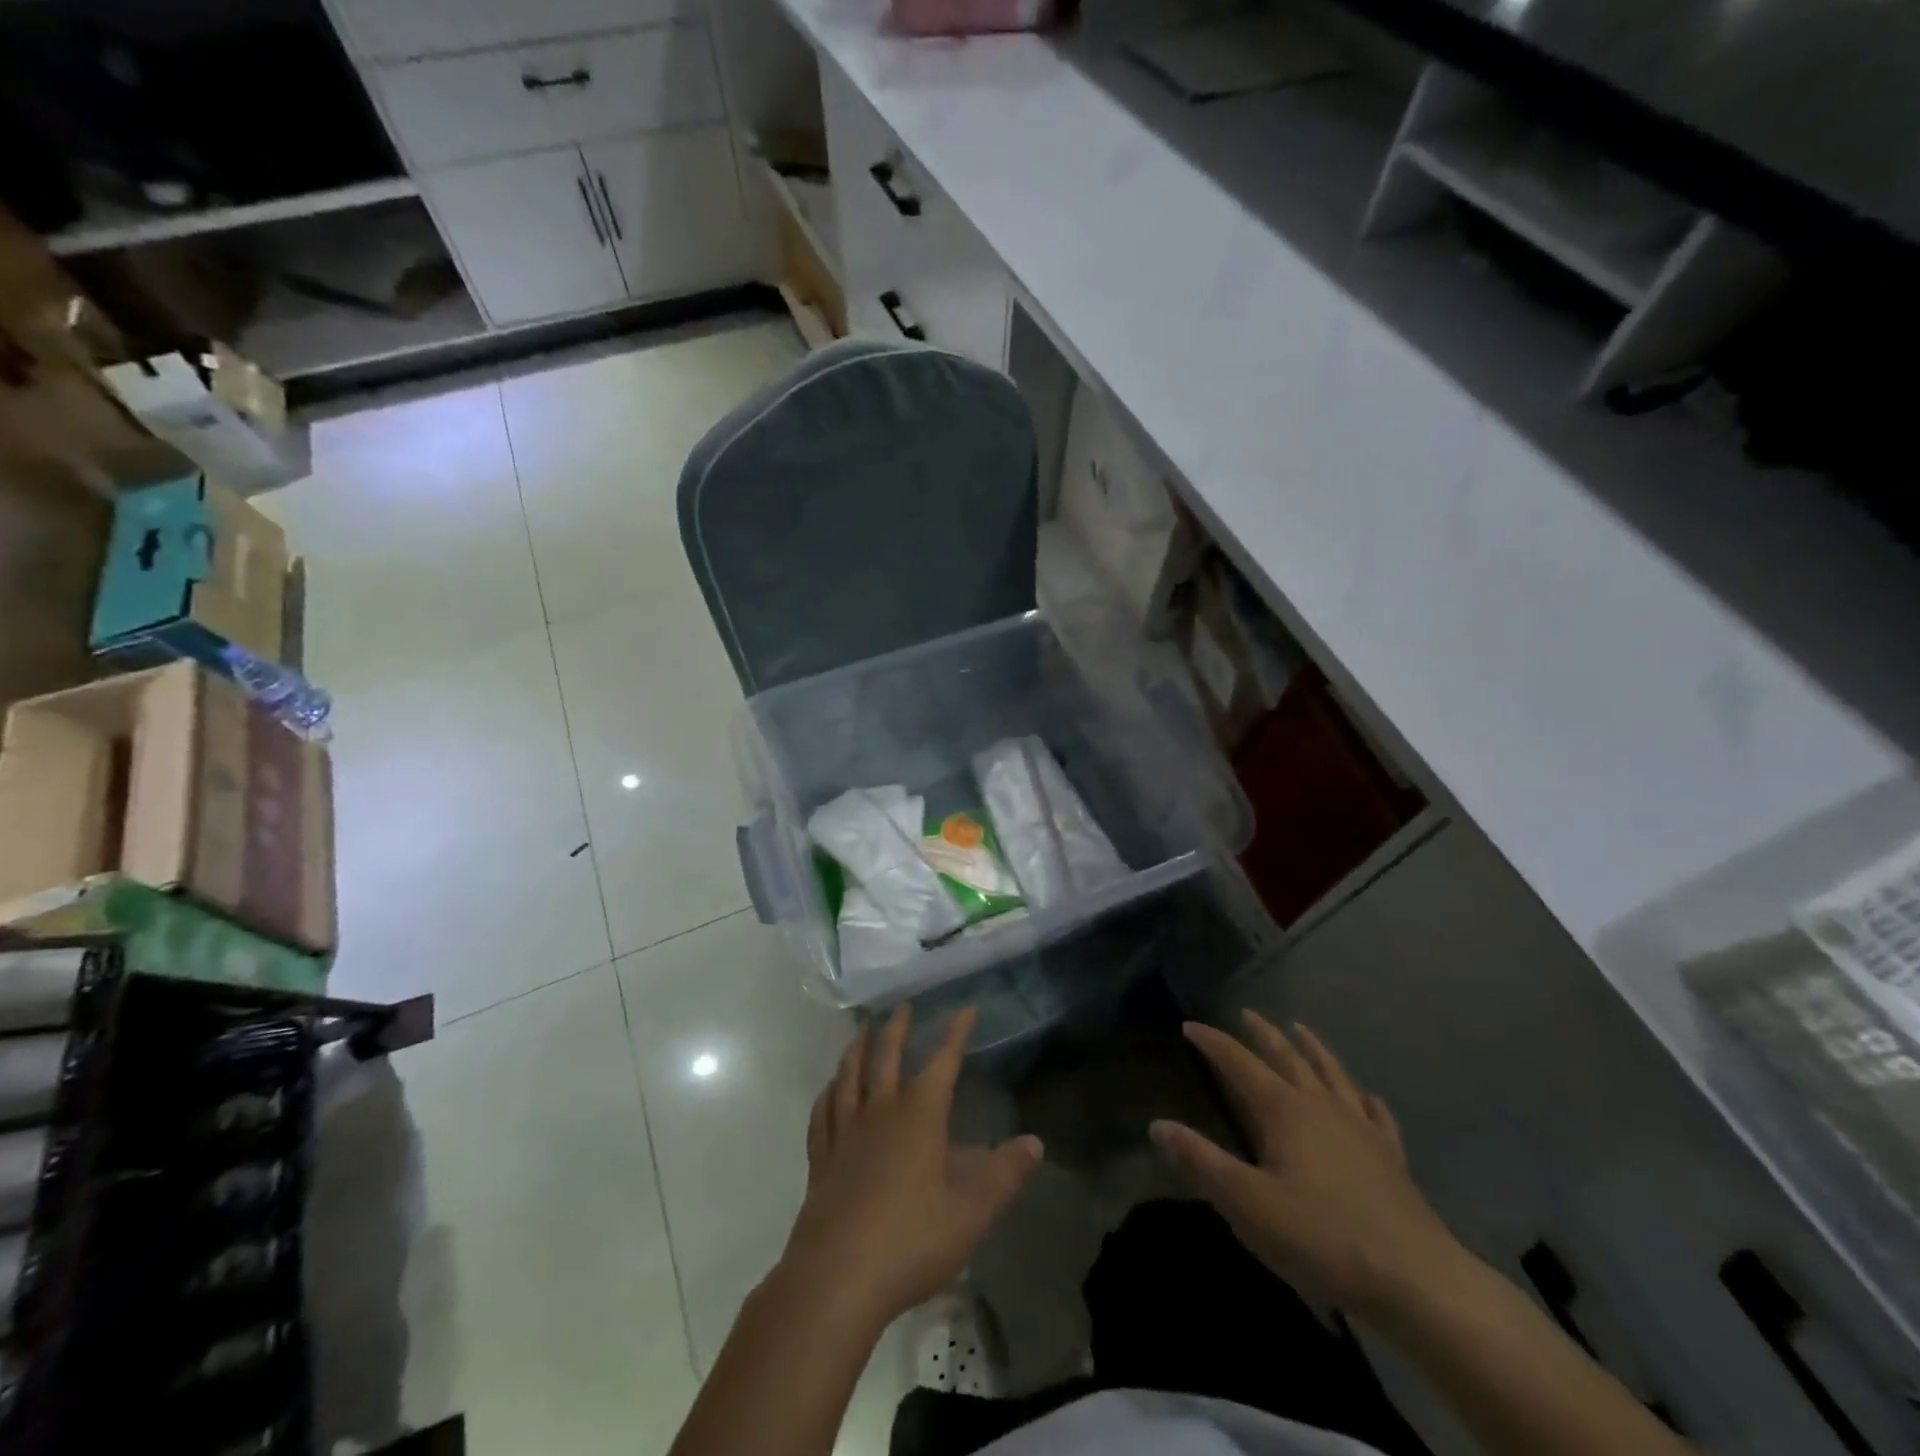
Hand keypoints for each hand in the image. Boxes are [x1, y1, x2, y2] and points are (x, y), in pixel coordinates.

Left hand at [778, 1005, 1043, 1331]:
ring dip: (858, 1050)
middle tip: (902, 1005)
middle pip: (886, 1057)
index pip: (943, 1060)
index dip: (956, 1032)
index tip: (966, 1008)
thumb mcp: (973, 1210)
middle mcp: (880, 1111)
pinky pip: (822, 1114)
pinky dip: (827, 1094)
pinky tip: (828, 1090)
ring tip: (863, 1032)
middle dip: (897, 1028)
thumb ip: (1005, 1173)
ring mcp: (845, 1133)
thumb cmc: (912, 1238)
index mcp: (920, 1114)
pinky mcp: (821, 1160)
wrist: (838, 1278)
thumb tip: (1035, 1142)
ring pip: (849, 1077)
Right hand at [1152, 1012, 1466, 1319]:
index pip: (1239, 1063)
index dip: (1213, 1043)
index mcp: (1284, 1110)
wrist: (1417, 1281)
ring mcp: (1361, 1129)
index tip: (1190, 1026)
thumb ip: (1201, 1161)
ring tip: (1301, 1030)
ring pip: (1332, 1074)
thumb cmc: (1322, 1238)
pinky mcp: (1391, 1158)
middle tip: (1247, 1013)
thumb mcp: (1247, 1203)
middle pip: (1287, 1057)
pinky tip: (1367, 1097)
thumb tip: (1157, 1125)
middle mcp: (1321, 1106)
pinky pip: (1377, 1115)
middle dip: (1263, 1034)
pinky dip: (1366, 1098)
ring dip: (1313, 1049)